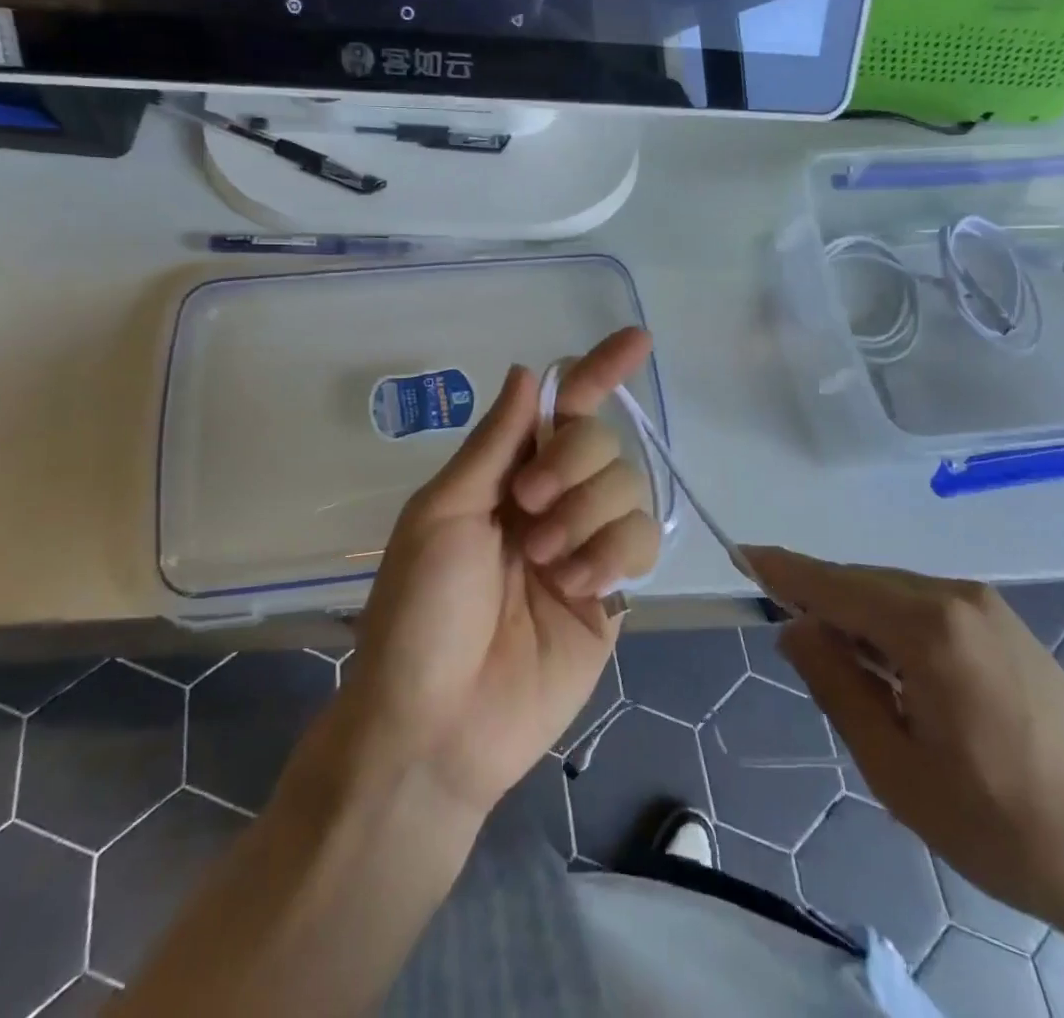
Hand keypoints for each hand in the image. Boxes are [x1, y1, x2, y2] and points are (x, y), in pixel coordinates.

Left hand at [342, 329, 660, 817]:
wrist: (438, 724)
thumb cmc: (420, 611)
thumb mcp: (443, 513)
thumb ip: (495, 443)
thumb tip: (530, 373)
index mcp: (507, 474)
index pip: (564, 408)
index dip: (599, 371)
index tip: (636, 339)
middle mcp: (553, 498)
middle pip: (601, 440)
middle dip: (572, 465)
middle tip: (528, 510)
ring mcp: (586, 544)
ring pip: (628, 486)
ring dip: (586, 516)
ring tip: (544, 564)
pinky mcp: (614, 590)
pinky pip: (643, 540)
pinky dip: (611, 554)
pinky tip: (576, 588)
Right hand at [744, 548, 1063, 945]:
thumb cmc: (1006, 828)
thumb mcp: (899, 771)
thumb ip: (838, 688)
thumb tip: (796, 629)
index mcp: (929, 628)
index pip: (834, 584)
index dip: (783, 571)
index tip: (740, 555)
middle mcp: (957, 598)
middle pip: (863, 584)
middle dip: (820, 602)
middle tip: (790, 642)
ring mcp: (989, 609)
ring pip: (894, 594)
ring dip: (858, 619)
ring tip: (844, 672)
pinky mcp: (1008, 629)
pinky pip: (927, 609)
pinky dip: (892, 627)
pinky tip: (893, 672)